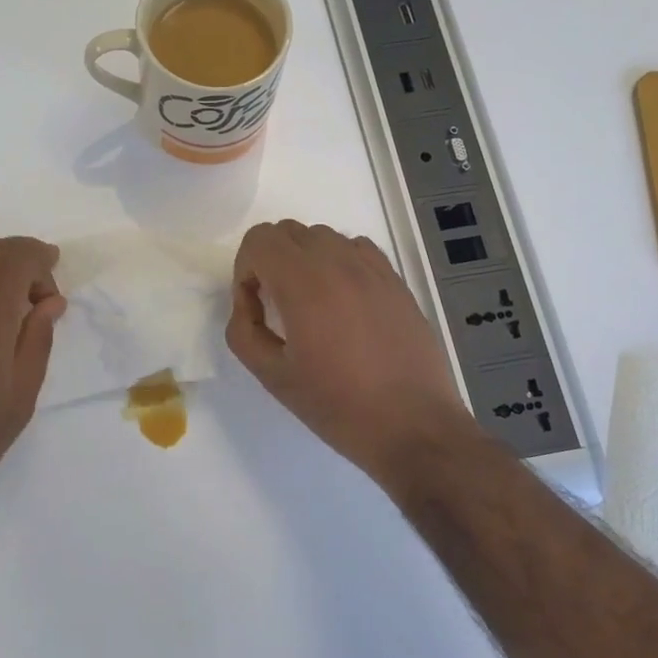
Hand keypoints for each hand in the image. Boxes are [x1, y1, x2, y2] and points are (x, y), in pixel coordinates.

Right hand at [227, 221, 476, 480]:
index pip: (260, 239)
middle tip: (276, 306)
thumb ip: (244, 331)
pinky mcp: (396, 281)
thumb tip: (248, 304)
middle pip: (289, 231)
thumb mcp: (273, 377)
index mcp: (304, 283)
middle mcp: (339, 263)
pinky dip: (339, 262)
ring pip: (323, 236)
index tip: (255, 306)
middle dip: (270, 261)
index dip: (245, 268)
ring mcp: (373, 269)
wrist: (412, 426)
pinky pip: (357, 249)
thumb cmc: (337, 405)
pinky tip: (344, 303)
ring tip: (311, 305)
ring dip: (305, 259)